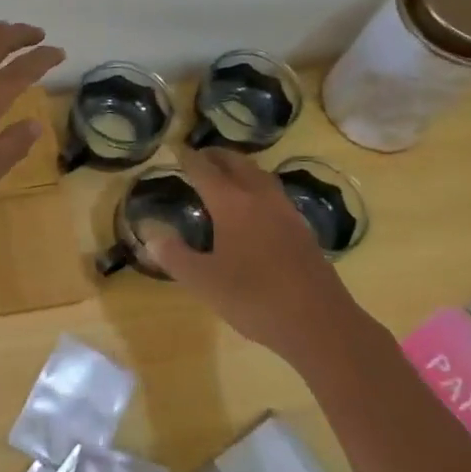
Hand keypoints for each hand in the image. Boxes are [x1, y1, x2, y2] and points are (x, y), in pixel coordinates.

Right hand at [143, 148, 350, 366]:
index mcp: (232, 204)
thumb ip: (175, 256)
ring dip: (240, 168)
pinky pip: (274, 194)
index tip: (175, 148)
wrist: (319, 323)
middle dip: (216, 156)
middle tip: (200, 156)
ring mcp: (286, 212)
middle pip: (237, 163)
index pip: (205, 170)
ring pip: (260, 176)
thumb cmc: (254, 298)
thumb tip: (151, 236)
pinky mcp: (302, 230)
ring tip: (226, 175)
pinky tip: (256, 208)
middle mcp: (260, 198)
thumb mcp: (204, 281)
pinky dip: (258, 188)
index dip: (187, 158)